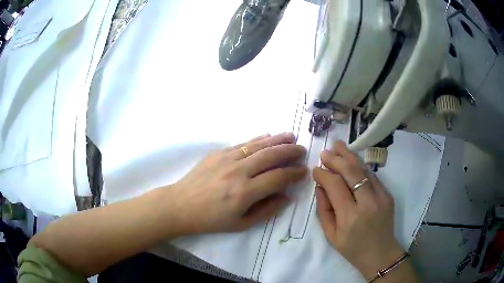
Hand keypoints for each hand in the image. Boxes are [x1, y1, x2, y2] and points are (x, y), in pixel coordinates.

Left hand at [168, 133, 306, 234]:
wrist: (181, 205)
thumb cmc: (211, 219)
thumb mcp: (241, 224)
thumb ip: (267, 210)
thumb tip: (287, 196)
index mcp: (245, 193)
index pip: (278, 178)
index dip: (294, 173)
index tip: (304, 171)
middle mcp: (238, 172)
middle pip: (271, 156)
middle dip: (290, 151)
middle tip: (302, 150)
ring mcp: (227, 159)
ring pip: (259, 145)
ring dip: (278, 139)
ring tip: (291, 136)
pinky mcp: (218, 153)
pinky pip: (243, 143)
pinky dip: (258, 139)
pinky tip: (268, 136)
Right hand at [313, 141, 403, 278]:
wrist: (381, 254)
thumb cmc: (352, 249)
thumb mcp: (331, 236)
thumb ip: (324, 210)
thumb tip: (320, 186)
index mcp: (350, 217)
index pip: (335, 186)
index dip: (324, 174)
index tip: (315, 169)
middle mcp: (368, 203)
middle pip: (351, 172)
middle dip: (336, 159)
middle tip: (325, 152)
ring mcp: (381, 197)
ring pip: (364, 170)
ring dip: (349, 156)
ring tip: (338, 145)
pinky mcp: (388, 194)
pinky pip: (372, 176)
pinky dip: (360, 166)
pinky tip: (351, 159)